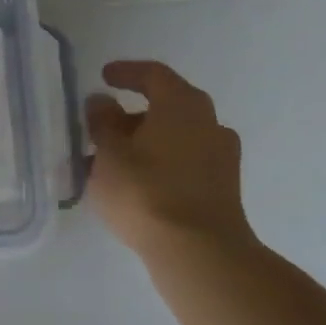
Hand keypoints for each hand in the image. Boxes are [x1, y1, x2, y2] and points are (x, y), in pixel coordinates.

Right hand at [85, 59, 253, 257]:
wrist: (198, 252)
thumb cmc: (145, 192)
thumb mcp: (109, 154)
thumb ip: (102, 123)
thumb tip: (102, 101)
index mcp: (182, 105)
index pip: (154, 75)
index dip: (127, 72)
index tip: (104, 76)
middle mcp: (209, 123)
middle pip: (169, 106)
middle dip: (133, 113)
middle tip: (103, 126)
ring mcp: (222, 157)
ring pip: (178, 136)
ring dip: (147, 141)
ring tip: (115, 161)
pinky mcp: (223, 188)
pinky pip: (186, 162)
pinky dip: (162, 162)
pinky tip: (138, 183)